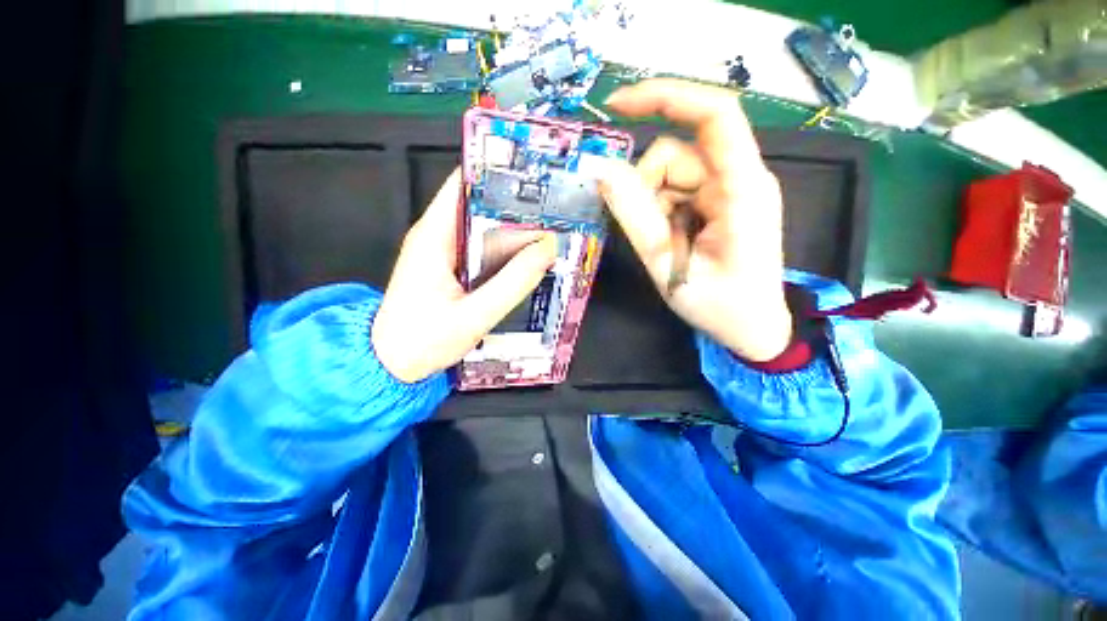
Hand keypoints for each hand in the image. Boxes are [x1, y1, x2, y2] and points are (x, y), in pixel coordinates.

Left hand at [372, 170, 558, 382]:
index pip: (464, 184)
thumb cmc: (423, 341)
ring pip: (485, 229)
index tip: (535, 177)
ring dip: (515, 230)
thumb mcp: (474, 315)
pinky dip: (507, 251)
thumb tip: (546, 249)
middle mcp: (438, 236)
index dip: (498, 175)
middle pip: (481, 206)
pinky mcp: (452, 268)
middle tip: (556, 210)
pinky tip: (530, 259)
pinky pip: (484, 251)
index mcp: (434, 236)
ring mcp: (445, 252)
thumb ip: (512, 283)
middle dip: (517, 206)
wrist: (392, 364)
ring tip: (552, 232)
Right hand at [598, 79, 791, 361]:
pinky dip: (661, 213)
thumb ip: (634, 216)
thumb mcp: (667, 265)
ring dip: (652, 207)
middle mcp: (739, 178)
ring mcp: (729, 189)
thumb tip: (600, 170)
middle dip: (646, 191)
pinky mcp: (719, 201)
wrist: (753, 329)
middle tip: (648, 236)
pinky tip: (671, 241)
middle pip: (675, 155)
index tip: (615, 105)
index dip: (665, 96)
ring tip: (664, 246)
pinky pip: (675, 191)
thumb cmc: (720, 306)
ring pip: (669, 175)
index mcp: (742, 190)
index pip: (714, 115)